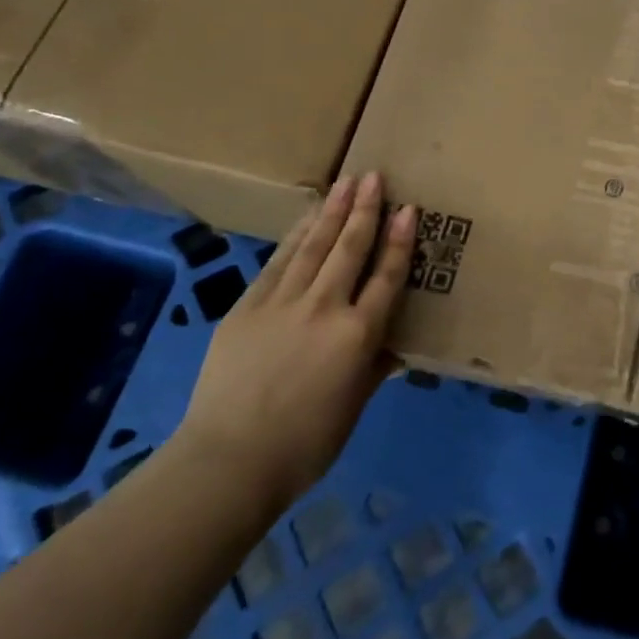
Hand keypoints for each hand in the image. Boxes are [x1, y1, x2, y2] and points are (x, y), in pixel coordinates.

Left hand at [172, 173, 415, 515]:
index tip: (409, 209)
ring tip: (346, 183)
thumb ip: (374, 368)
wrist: (229, 461)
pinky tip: (305, 219)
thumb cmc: (306, 444)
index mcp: (358, 335)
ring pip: (313, 246)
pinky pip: (277, 263)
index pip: (386, 276)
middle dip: (365, 209)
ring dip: (332, 212)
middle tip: (374, 176)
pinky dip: (294, 237)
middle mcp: (325, 308)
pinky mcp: (247, 308)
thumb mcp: (354, 407)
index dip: (399, 240)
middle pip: (349, 248)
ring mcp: (282, 303)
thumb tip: (393, 348)